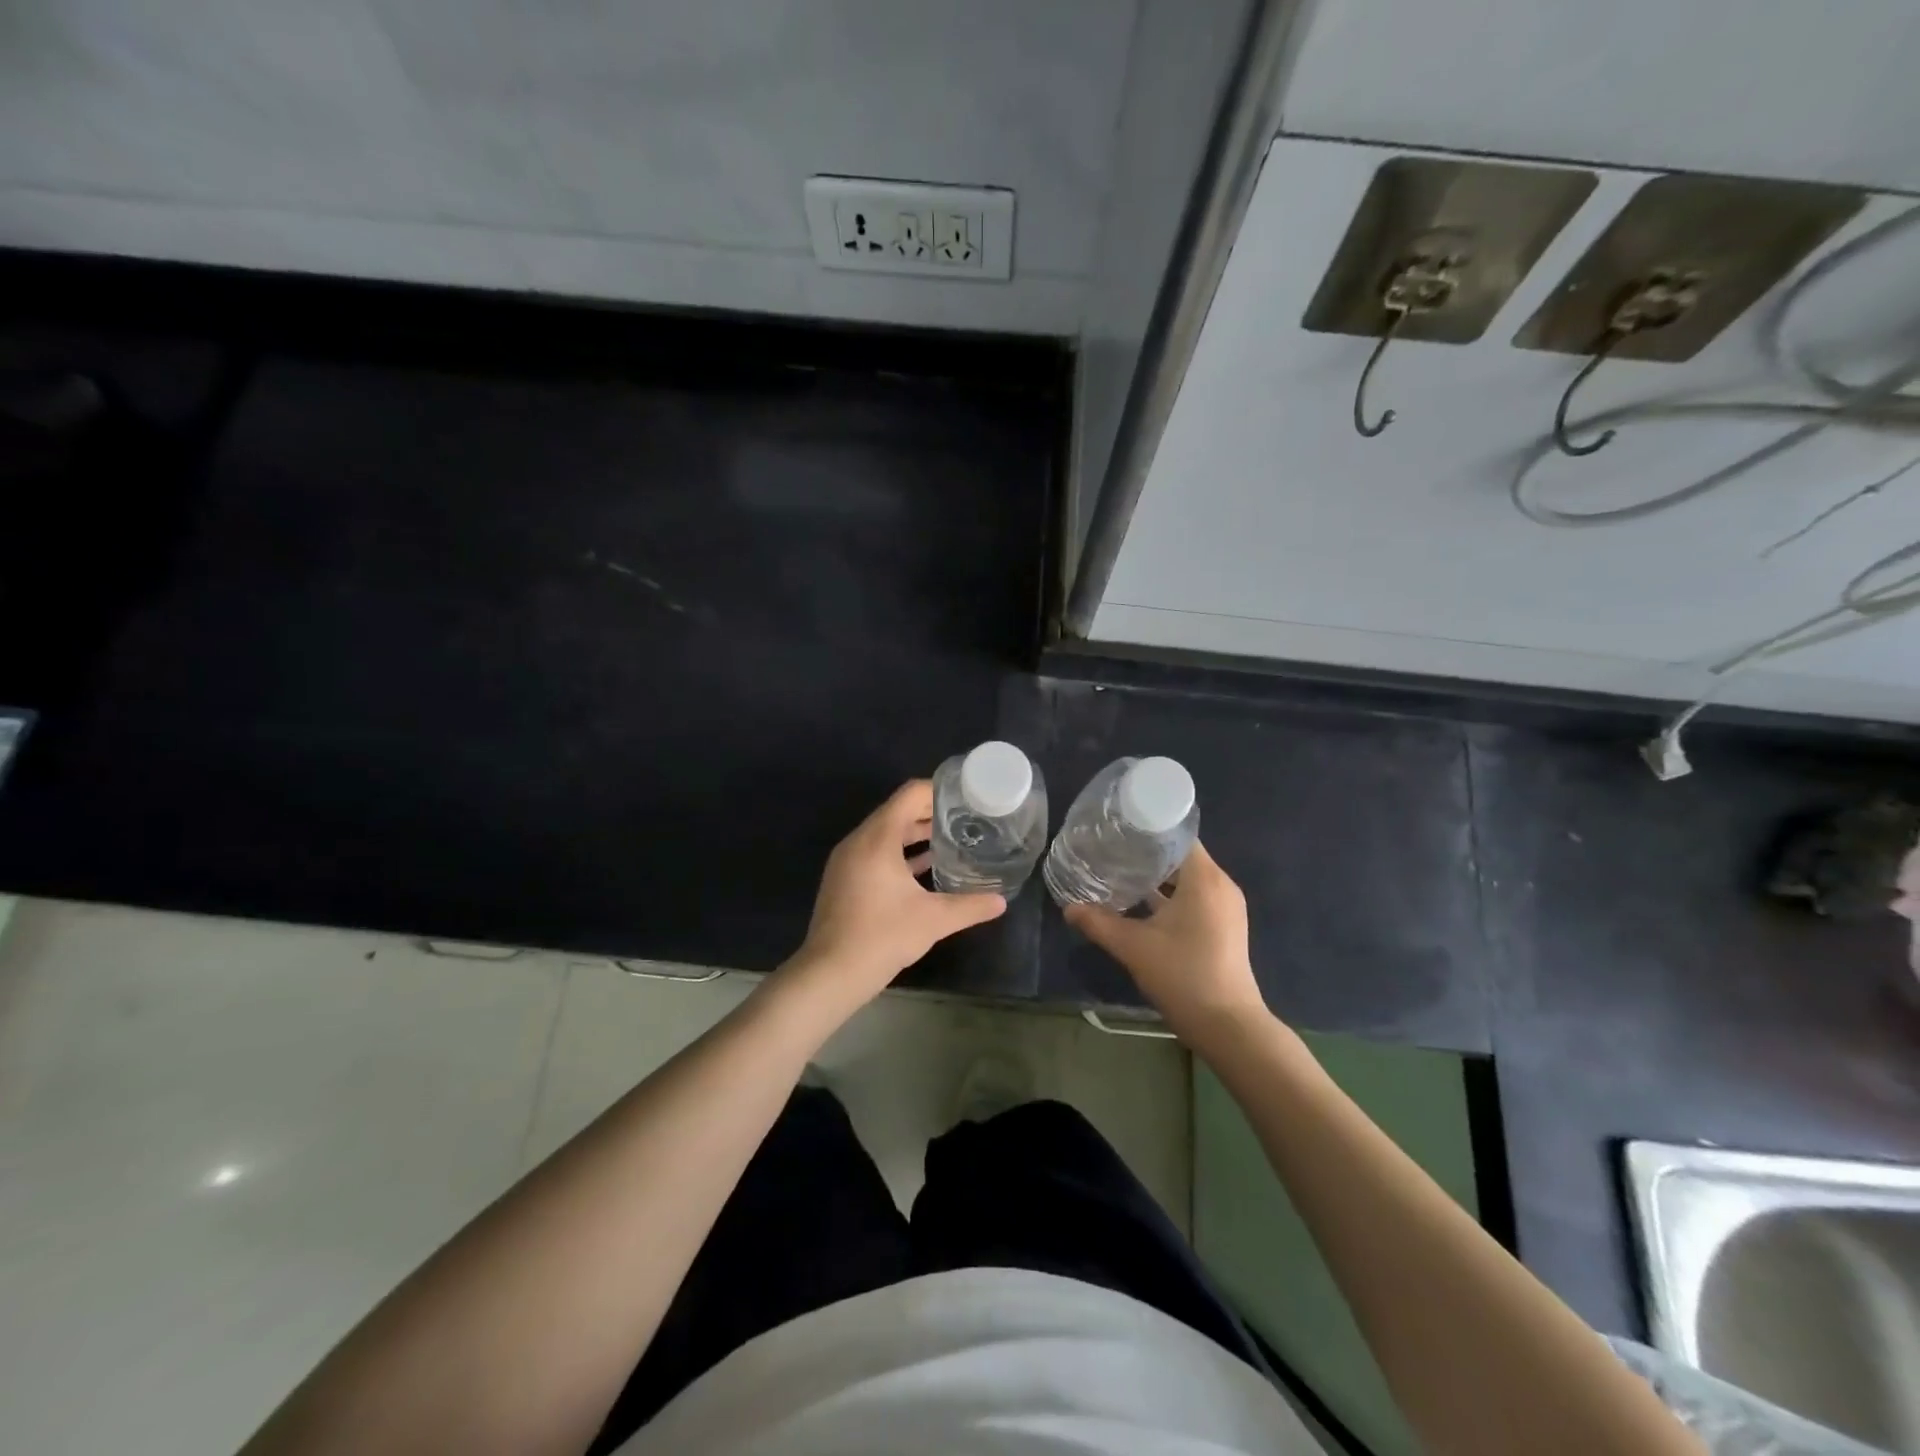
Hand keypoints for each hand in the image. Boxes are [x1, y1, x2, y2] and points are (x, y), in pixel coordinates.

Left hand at [782, 780, 1005, 1017]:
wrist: (830, 973)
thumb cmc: (882, 936)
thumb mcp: (934, 920)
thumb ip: (970, 906)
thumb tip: (1002, 901)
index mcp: (878, 838)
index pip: (909, 794)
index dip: (938, 790)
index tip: (965, 797)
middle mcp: (859, 841)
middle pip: (897, 811)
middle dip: (931, 812)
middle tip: (965, 818)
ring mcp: (847, 860)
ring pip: (885, 834)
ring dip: (915, 834)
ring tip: (951, 839)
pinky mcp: (844, 879)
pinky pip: (875, 852)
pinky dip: (899, 853)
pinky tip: (925, 868)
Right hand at [1063, 842, 1267, 1042]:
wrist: (1228, 1026)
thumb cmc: (1183, 975)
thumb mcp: (1133, 947)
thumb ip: (1099, 923)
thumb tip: (1067, 908)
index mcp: (1204, 879)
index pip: (1177, 835)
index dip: (1147, 828)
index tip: (1118, 827)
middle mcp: (1220, 885)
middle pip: (1180, 855)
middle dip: (1146, 852)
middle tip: (1111, 849)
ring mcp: (1225, 907)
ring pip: (1187, 878)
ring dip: (1157, 876)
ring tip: (1120, 871)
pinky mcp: (1223, 926)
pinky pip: (1194, 896)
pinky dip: (1169, 895)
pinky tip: (1140, 903)